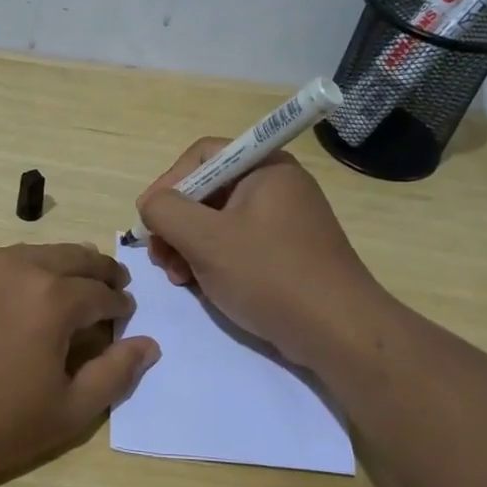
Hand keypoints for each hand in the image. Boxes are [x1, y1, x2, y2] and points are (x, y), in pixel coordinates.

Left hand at [0, 243, 159, 486]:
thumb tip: (148, 344)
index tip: (124, 316)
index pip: (101, 292)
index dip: (119, 305)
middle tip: (111, 284)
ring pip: (32, 253)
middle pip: (72, 256)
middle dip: (98, 270)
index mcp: (54, 297)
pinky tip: (14, 295)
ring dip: (59, 265)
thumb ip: (115, 374)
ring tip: (67, 284)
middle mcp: (17, 268)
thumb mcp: (67, 411)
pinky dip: (20, 271)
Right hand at [137, 140, 392, 368]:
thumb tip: (151, 204)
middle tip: (161, 259)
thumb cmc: (269, 275)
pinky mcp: (285, 252)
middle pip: (207, 190)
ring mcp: (283, 220)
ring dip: (189, 247)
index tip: (149, 221)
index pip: (201, 156)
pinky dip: (212, 261)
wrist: (337, 331)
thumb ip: (166, 211)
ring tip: (180, 279)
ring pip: (217, 222)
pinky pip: (236, 245)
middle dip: (176, 224)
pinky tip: (202, 287)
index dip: (168, 184)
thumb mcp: (205, 239)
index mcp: (264, 167)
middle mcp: (276, 185)